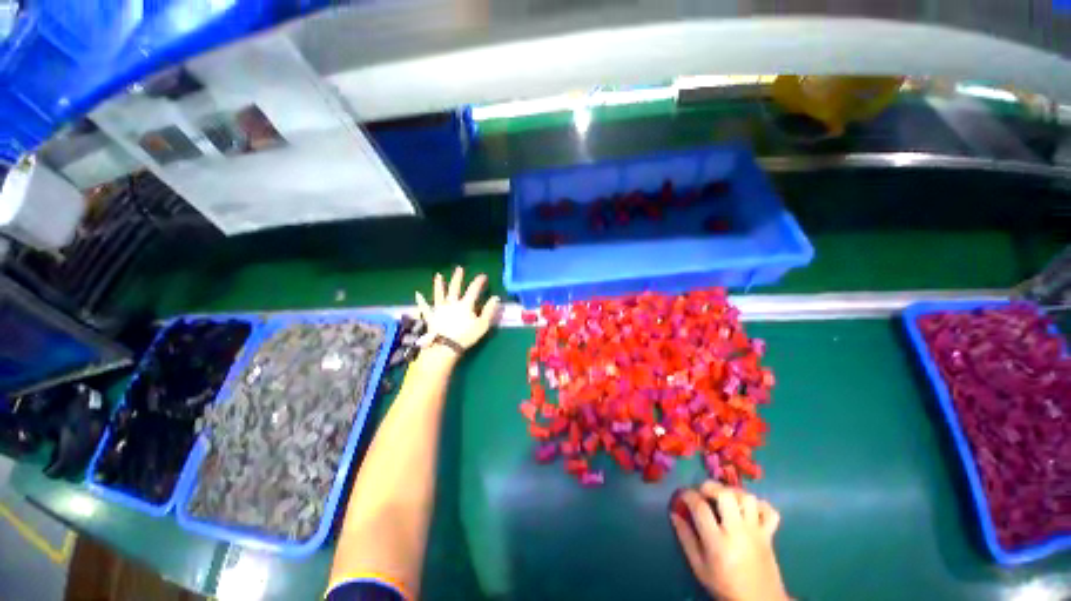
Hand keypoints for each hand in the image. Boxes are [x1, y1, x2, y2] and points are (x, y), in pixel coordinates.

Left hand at [415, 267, 500, 351]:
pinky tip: (420, 296)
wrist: (444, 346)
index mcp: (465, 304)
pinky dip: (423, 300)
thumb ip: (489, 310)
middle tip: (459, 268)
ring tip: (438, 276)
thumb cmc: (466, 336)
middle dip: (458, 277)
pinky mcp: (431, 315)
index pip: (473, 289)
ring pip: (440, 293)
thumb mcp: (482, 325)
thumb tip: (496, 298)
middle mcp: (452, 303)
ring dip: (439, 284)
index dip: (479, 281)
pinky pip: (427, 305)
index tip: (483, 276)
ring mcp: (440, 308)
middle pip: (455, 287)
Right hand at [671, 482, 788, 600]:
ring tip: (725, 500)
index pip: (700, 507)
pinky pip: (770, 511)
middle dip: (710, 487)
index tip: (683, 496)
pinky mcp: (769, 535)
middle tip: (704, 494)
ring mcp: (756, 532)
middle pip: (725, 494)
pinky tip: (749, 510)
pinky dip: (760, 506)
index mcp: (717, 541)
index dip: (687, 495)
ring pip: (747, 498)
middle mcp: (737, 531)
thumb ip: (685, 538)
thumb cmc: (724, 585)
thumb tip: (674, 513)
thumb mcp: (699, 567)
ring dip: (733, 493)